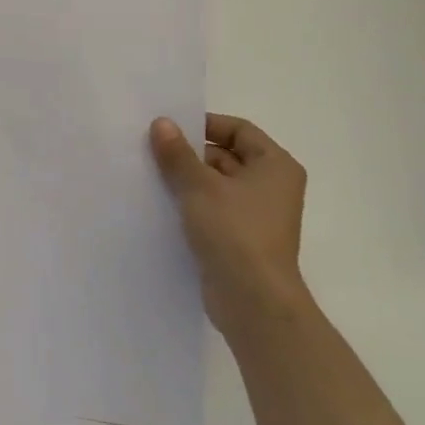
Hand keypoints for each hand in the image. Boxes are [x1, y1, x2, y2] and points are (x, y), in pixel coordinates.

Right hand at [149, 113, 309, 340]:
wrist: (252, 301)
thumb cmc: (234, 232)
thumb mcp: (199, 186)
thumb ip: (178, 153)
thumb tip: (161, 123)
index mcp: (275, 165)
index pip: (238, 130)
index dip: (205, 125)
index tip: (170, 129)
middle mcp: (271, 186)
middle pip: (226, 156)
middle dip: (190, 154)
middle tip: (152, 151)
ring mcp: (257, 215)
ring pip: (216, 185)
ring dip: (187, 180)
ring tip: (150, 176)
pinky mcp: (241, 239)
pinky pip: (213, 210)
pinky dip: (191, 205)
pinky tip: (160, 205)